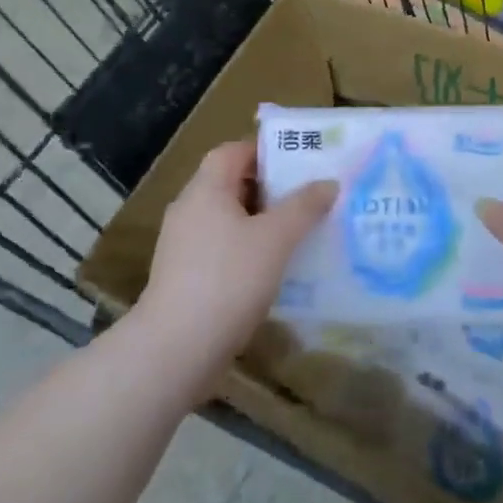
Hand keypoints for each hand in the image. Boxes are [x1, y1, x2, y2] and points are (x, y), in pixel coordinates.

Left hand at [133, 141, 335, 389]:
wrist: (175, 351)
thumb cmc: (228, 280)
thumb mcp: (276, 239)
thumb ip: (304, 207)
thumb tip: (328, 182)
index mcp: (206, 189)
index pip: (233, 151)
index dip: (265, 152)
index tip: (299, 164)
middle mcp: (189, 210)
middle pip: (231, 184)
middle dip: (270, 190)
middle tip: (308, 198)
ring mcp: (182, 246)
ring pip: (228, 220)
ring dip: (261, 223)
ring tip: (299, 234)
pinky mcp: (183, 278)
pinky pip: (221, 250)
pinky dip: (247, 252)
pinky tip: (273, 271)